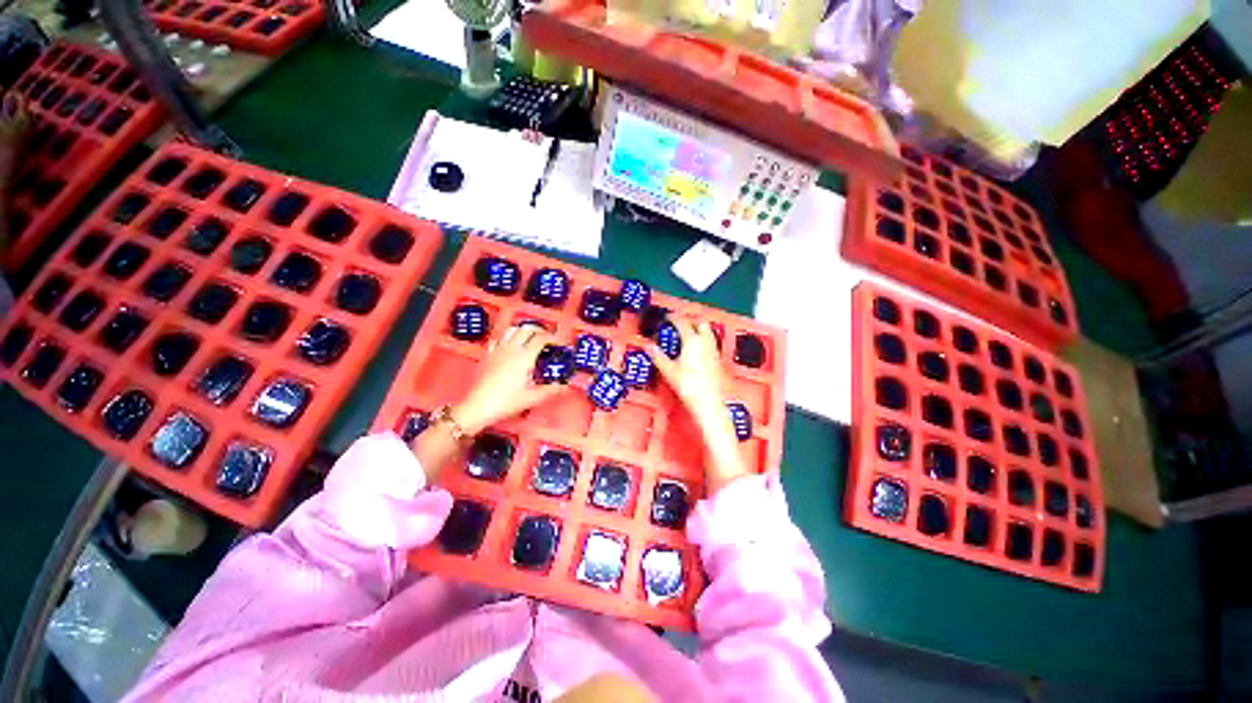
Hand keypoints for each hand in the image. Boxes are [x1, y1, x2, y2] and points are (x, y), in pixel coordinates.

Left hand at [454, 324, 566, 434]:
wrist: (477, 407)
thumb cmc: (505, 402)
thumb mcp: (532, 398)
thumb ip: (550, 390)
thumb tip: (564, 386)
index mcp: (524, 357)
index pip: (541, 338)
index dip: (553, 337)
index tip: (559, 342)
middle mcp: (511, 349)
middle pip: (527, 329)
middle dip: (541, 330)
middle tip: (548, 338)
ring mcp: (498, 350)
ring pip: (513, 329)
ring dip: (525, 330)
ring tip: (532, 337)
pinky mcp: (488, 354)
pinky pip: (500, 338)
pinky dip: (509, 336)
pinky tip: (511, 344)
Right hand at [647, 319, 748, 492]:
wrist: (709, 403)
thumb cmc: (688, 386)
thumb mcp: (669, 371)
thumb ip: (658, 356)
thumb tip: (648, 346)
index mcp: (692, 341)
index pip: (682, 322)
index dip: (673, 318)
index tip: (667, 317)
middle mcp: (705, 342)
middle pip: (700, 322)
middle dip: (690, 320)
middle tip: (679, 324)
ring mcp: (713, 350)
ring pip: (707, 332)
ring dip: (698, 329)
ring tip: (687, 334)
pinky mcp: (717, 359)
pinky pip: (711, 342)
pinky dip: (703, 339)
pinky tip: (696, 350)